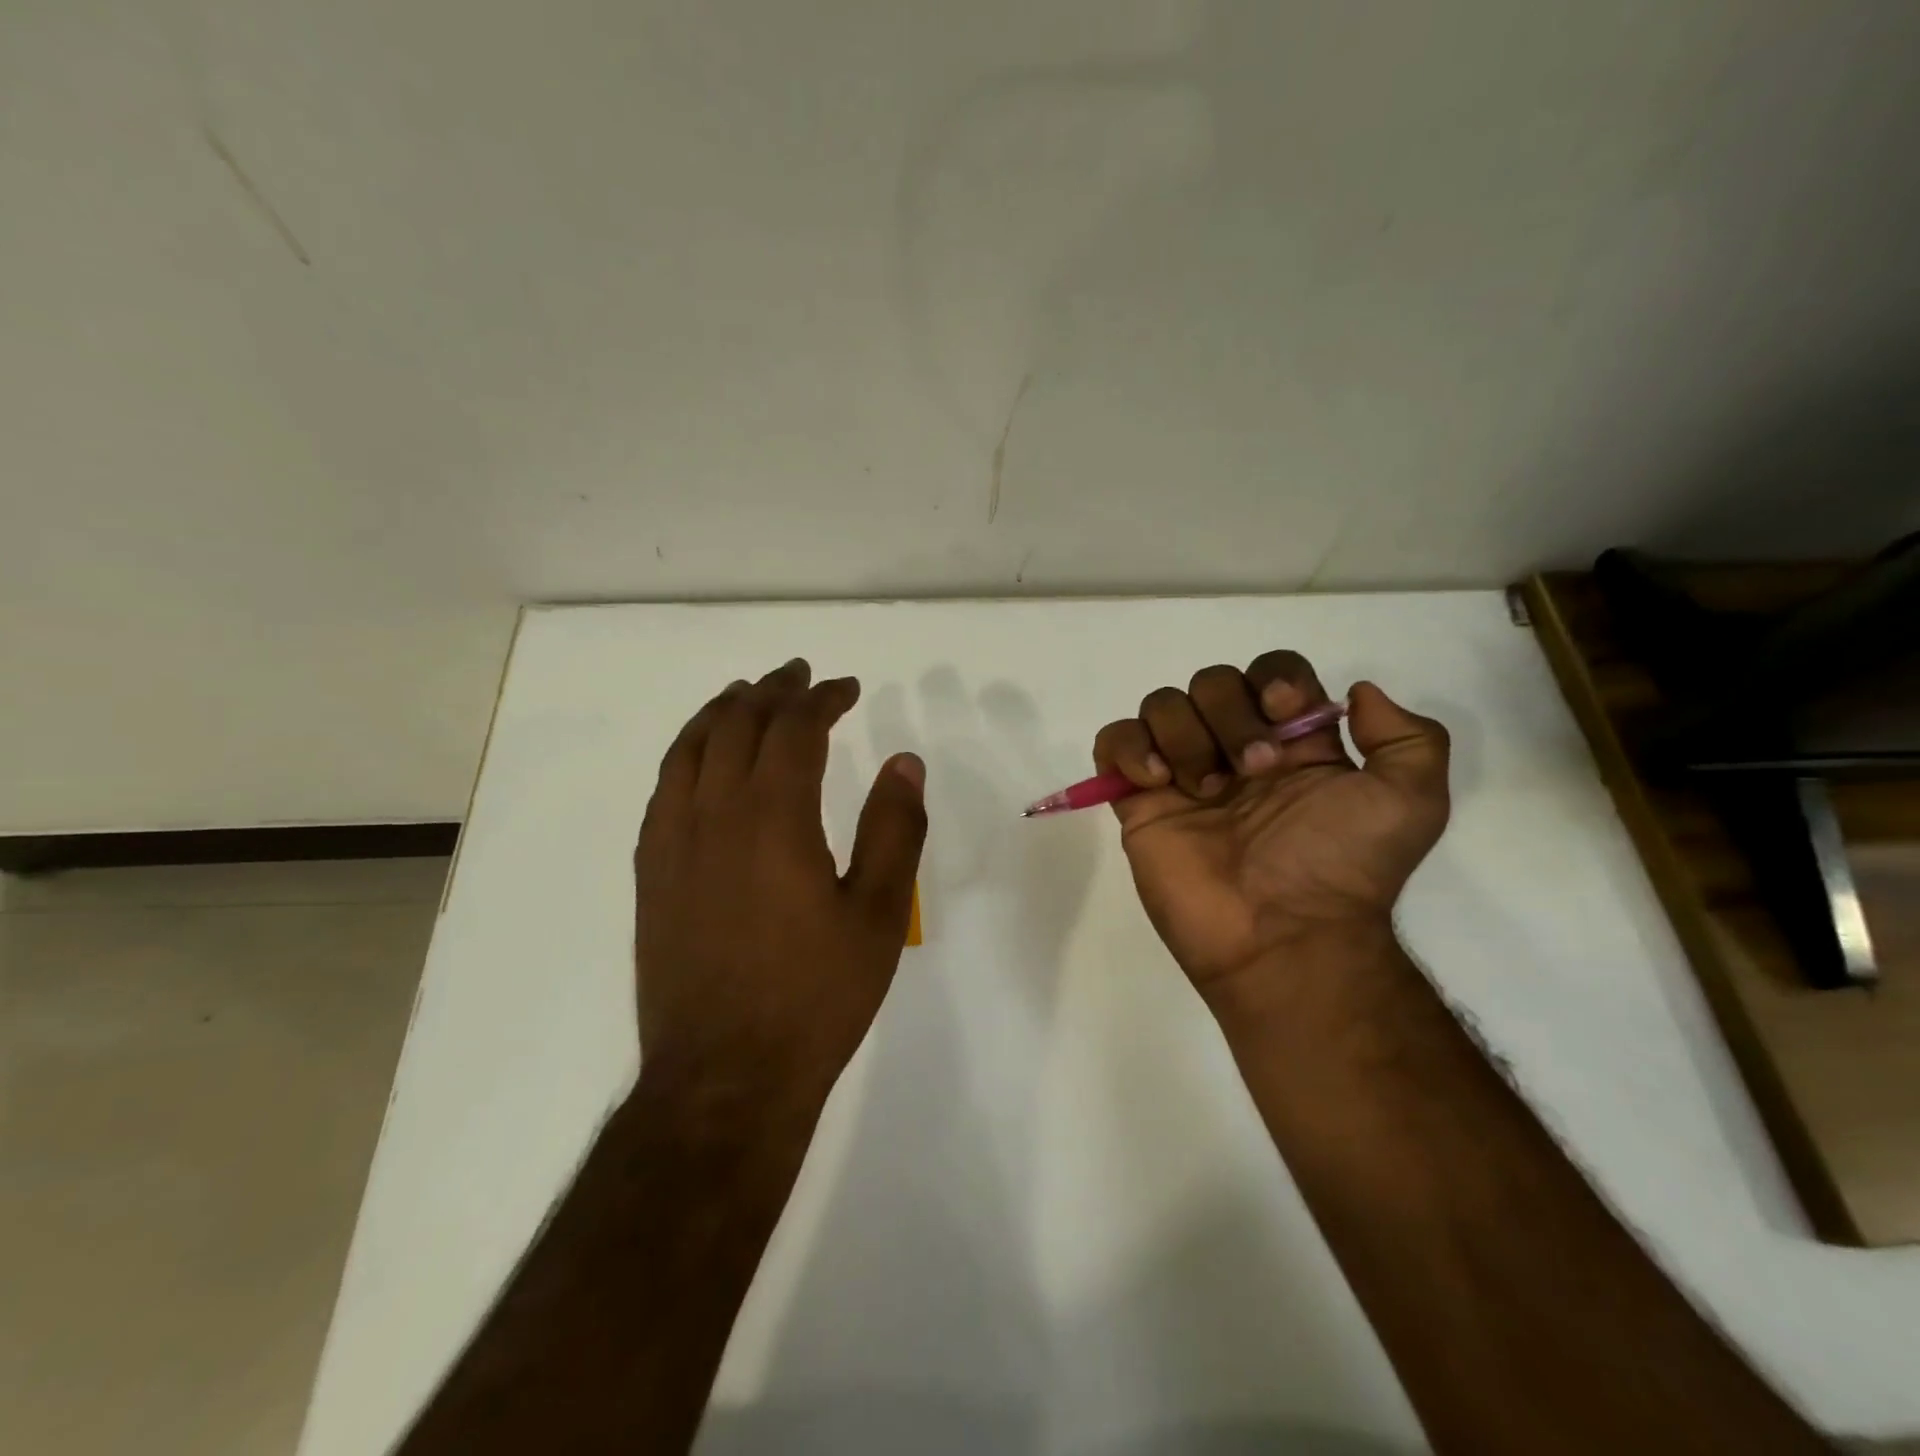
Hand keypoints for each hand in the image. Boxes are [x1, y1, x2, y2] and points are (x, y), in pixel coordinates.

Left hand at [633, 658, 927, 1109]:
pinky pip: (664, 787)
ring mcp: (672, 842)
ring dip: (722, 711)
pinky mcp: (651, 872)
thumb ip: (895, 829)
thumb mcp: (879, 914)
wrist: (724, 1077)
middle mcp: (714, 814)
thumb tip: (904, 761)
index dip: (822, 698)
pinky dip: (688, 752)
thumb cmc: (815, 997)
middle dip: (772, 690)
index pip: (795, 728)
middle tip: (799, 675)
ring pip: (690, 748)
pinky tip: (702, 759)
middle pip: (737, 724)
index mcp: (774, 818)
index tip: (847, 687)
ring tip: (747, 695)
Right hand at [1093, 651, 1448, 1002]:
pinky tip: (1156, 783)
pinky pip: (1113, 741)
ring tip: (1204, 789)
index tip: (1282, 713)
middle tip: (1251, 772)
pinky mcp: (1139, 800)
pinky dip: (1129, 748)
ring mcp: (1182, 773)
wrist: (1282, 937)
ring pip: (1161, 704)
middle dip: (1230, 715)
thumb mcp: (1411, 803)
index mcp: (1294, 743)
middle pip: (1212, 681)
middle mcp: (1234, 748)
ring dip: (1184, 735)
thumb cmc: (1342, 868)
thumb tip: (1356, 694)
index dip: (1273, 679)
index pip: (1271, 673)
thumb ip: (1408, 738)